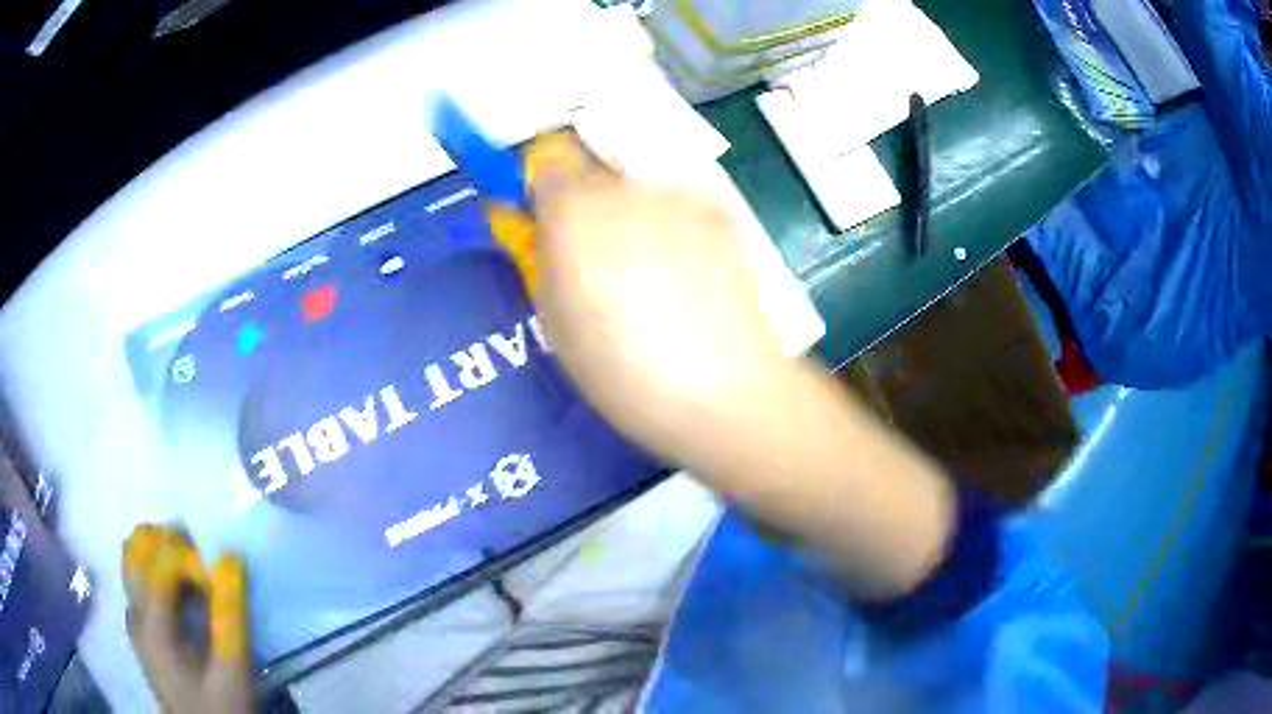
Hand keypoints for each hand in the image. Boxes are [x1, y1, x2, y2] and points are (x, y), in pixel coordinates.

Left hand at [122, 525, 253, 713]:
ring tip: (196, 575)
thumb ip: (231, 617)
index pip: (162, 561)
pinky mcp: (141, 623)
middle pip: (138, 545)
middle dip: (174, 544)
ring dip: (165, 551)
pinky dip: (160, 567)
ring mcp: (134, 615)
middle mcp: (134, 610)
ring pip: (135, 554)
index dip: (195, 559)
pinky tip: (185, 592)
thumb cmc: (221, 708)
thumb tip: (232, 557)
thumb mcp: (234, 672)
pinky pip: (140, 573)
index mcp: (151, 624)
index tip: (223, 586)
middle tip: (207, 568)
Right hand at [530, 153, 789, 469]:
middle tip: (593, 251)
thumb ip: (538, 256)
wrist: (724, 390)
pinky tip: (682, 272)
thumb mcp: (554, 319)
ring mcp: (679, 195)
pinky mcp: (719, 211)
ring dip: (629, 210)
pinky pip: (677, 203)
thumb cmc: (623, 371)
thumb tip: (535, 226)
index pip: (544, 162)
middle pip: (593, 167)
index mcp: (575, 211)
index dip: (539, 189)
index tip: (542, 220)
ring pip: (637, 182)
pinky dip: (668, 224)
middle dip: (585, 199)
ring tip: (645, 269)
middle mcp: (628, 186)